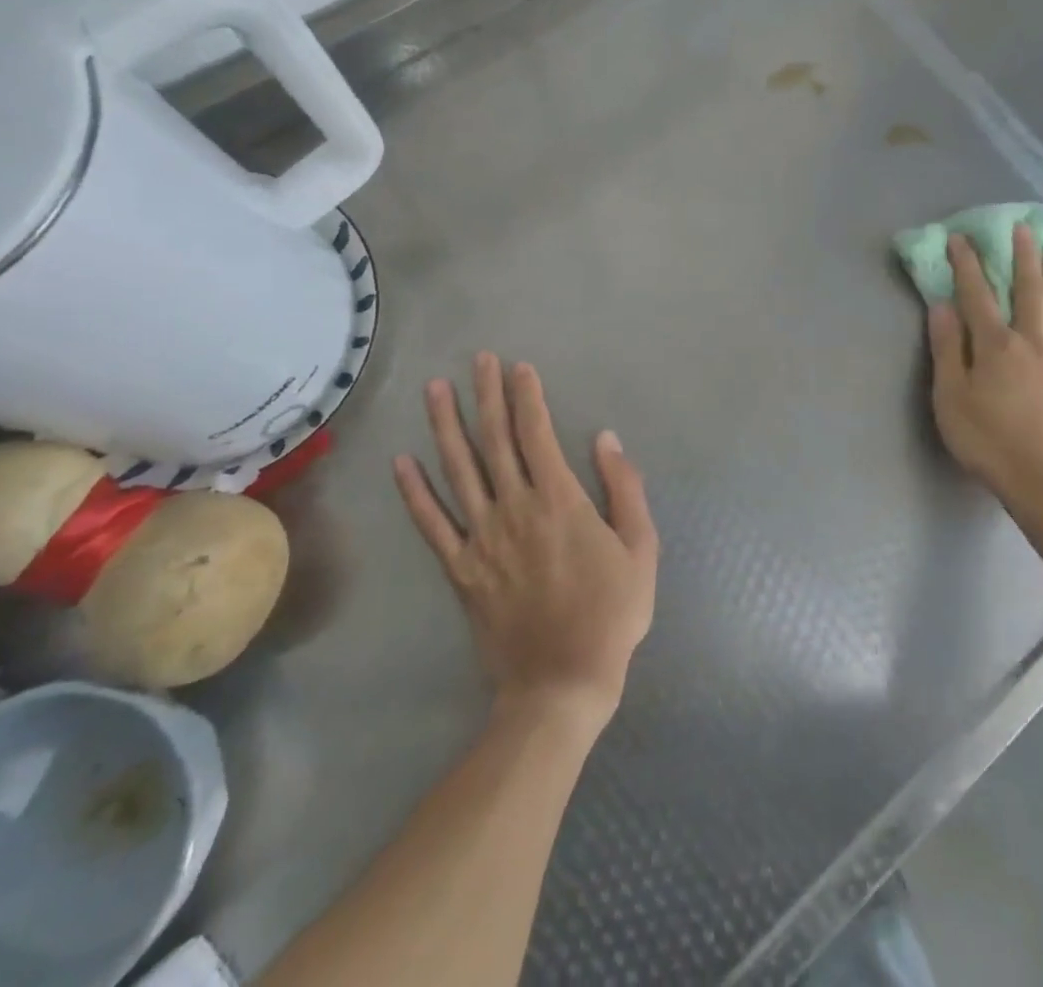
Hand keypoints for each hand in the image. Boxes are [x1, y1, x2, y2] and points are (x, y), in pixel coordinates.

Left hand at [393, 353, 657, 733]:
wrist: (562, 682)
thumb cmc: (611, 613)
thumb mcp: (641, 548)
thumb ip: (624, 488)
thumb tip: (605, 439)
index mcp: (560, 500)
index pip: (537, 434)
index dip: (527, 397)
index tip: (519, 367)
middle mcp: (515, 508)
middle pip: (496, 441)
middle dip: (487, 395)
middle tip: (478, 359)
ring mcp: (482, 538)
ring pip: (458, 471)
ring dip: (446, 427)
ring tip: (435, 390)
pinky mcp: (460, 569)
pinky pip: (432, 524)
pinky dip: (415, 492)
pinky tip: (401, 462)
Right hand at [927, 226, 1042, 516]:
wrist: (1042, 479)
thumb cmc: (986, 439)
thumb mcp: (950, 396)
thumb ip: (947, 348)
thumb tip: (942, 305)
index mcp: (995, 345)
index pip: (977, 294)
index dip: (967, 264)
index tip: (960, 238)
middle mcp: (1031, 341)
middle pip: (1028, 290)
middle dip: (1022, 257)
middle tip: (1022, 229)